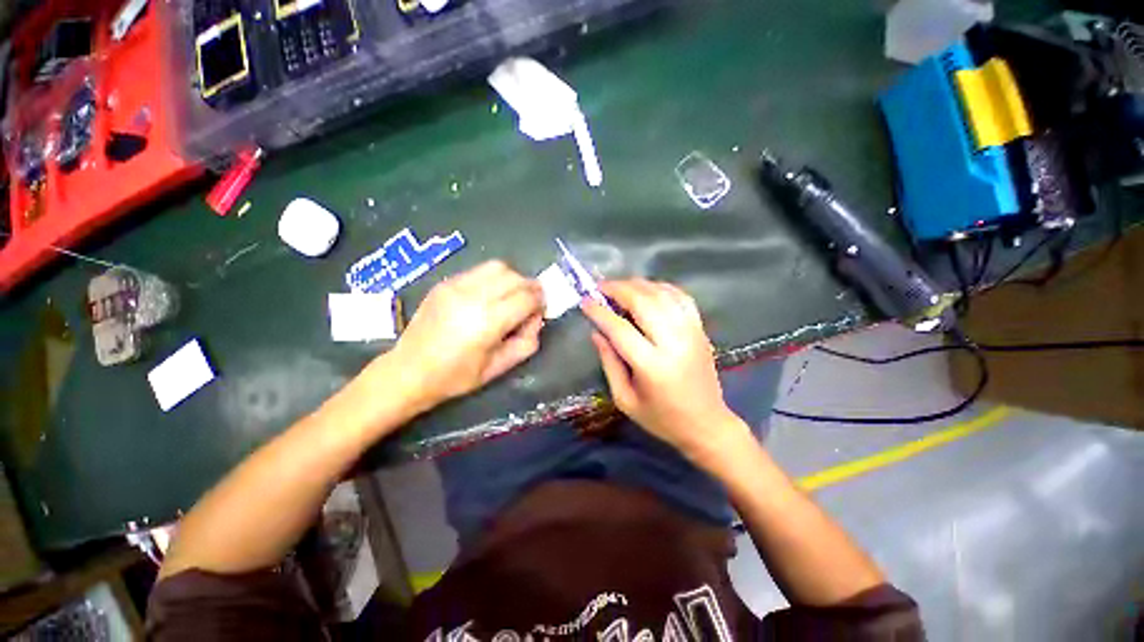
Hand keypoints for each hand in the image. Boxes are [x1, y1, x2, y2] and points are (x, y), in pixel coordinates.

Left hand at [389, 261, 543, 410]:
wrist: (408, 371)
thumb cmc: (455, 376)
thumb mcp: (499, 368)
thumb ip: (526, 343)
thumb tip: (536, 320)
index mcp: (487, 322)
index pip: (527, 298)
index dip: (540, 303)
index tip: (541, 312)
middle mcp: (473, 297)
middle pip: (516, 278)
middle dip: (531, 289)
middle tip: (531, 304)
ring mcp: (456, 286)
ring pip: (499, 267)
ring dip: (513, 279)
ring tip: (511, 297)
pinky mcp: (446, 283)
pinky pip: (479, 271)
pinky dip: (493, 279)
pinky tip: (490, 296)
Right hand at [580, 280, 748, 459]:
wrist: (706, 424)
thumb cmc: (661, 418)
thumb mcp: (625, 399)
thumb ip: (609, 363)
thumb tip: (597, 332)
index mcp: (652, 366)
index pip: (620, 329)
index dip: (600, 312)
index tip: (585, 301)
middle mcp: (674, 343)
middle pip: (643, 303)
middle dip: (618, 289)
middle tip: (600, 287)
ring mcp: (691, 333)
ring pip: (662, 295)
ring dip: (638, 285)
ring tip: (619, 287)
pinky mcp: (701, 329)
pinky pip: (681, 297)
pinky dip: (662, 287)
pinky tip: (647, 289)